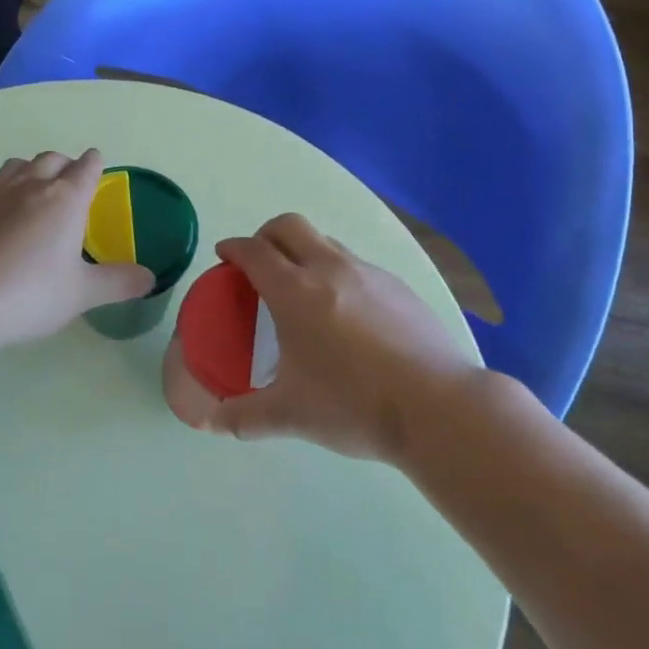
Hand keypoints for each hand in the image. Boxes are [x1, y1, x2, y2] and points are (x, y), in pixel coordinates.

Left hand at [0, 149, 154, 347]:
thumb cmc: (31, 293)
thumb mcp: (82, 293)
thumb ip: (118, 283)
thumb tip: (150, 278)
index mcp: (65, 199)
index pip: (85, 168)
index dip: (94, 163)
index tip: (97, 161)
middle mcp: (31, 188)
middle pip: (51, 159)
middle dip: (65, 163)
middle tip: (71, 179)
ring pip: (18, 166)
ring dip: (32, 169)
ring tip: (37, 188)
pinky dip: (6, 193)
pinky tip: (4, 220)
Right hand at [168, 213, 526, 462]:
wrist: (438, 408)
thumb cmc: (354, 406)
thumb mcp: (290, 415)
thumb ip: (243, 417)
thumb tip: (210, 423)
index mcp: (295, 291)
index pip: (254, 251)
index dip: (233, 248)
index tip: (224, 256)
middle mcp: (330, 269)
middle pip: (289, 226)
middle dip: (266, 235)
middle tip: (258, 264)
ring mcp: (369, 273)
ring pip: (326, 242)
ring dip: (304, 251)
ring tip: (302, 289)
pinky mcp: (399, 286)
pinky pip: (357, 265)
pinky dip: (337, 273)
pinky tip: (346, 314)